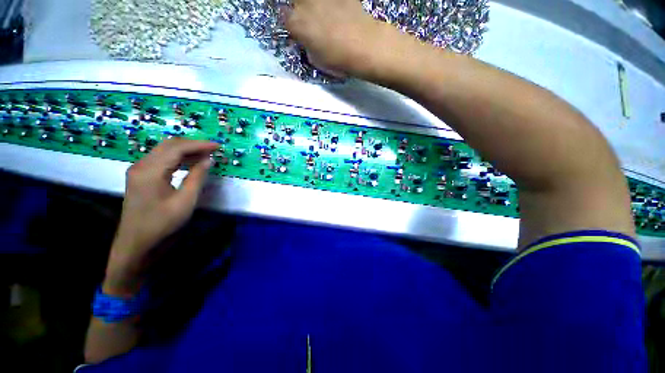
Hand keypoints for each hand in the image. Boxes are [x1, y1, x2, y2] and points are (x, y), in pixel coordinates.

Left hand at [104, 139, 218, 295]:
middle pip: (169, 145)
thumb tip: (208, 159)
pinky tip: (190, 163)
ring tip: (206, 155)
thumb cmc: (162, 224)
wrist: (136, 243)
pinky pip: (161, 159)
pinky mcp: (141, 176)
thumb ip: (197, 177)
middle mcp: (141, 165)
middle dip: (193, 144)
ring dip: (186, 150)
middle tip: (213, 149)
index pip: (177, 148)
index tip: (218, 146)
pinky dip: (178, 158)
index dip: (199, 145)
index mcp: (150, 171)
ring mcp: (139, 170)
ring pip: (164, 150)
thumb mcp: (185, 201)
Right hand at [283, 0, 385, 75]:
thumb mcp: (316, 60)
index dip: (292, 24)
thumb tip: (308, 41)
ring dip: (317, 6)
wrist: (363, 46)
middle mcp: (305, 3)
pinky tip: (341, 12)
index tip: (297, 30)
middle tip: (311, 20)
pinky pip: (335, 0)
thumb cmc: (337, 59)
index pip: (285, 17)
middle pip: (296, 1)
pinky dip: (336, 5)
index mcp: (296, 23)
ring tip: (327, 16)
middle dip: (300, 9)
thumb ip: (308, 46)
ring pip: (315, 0)